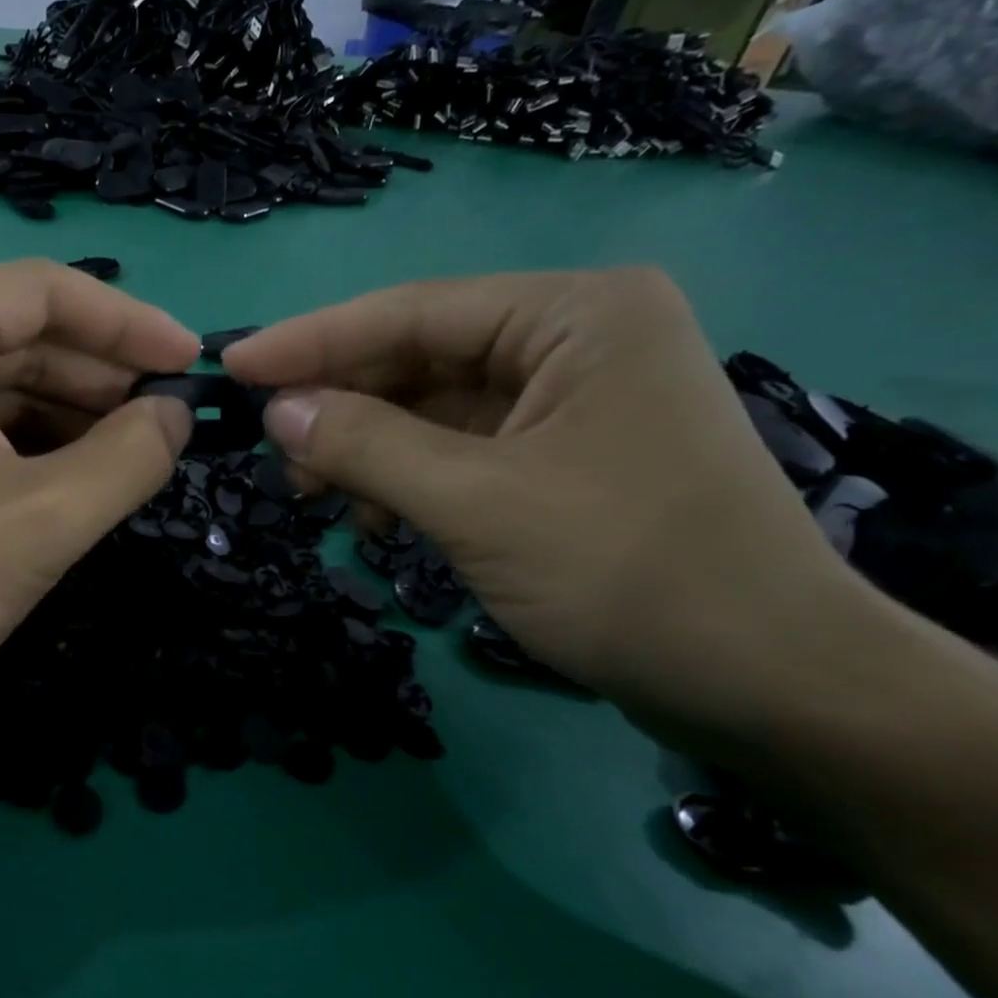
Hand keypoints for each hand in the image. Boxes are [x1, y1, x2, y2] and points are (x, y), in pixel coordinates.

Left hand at [0, 260, 196, 745]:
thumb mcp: (44, 522)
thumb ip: (130, 456)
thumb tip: (176, 414)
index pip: (46, 292)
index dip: (131, 326)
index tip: (192, 365)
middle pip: (17, 330)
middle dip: (98, 376)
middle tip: (168, 420)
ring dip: (64, 410)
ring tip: (130, 451)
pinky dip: (19, 435)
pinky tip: (68, 471)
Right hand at [224, 267, 856, 735]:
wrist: (764, 685)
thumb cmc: (626, 572)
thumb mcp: (475, 502)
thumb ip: (364, 445)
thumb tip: (276, 411)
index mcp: (575, 315)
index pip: (411, 312)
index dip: (311, 340)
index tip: (233, 365)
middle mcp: (573, 340)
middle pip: (417, 358)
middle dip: (339, 405)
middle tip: (268, 449)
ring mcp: (566, 401)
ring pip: (428, 408)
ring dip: (364, 449)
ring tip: (312, 494)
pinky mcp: (557, 457)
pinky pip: (454, 449)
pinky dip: (402, 478)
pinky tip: (372, 516)